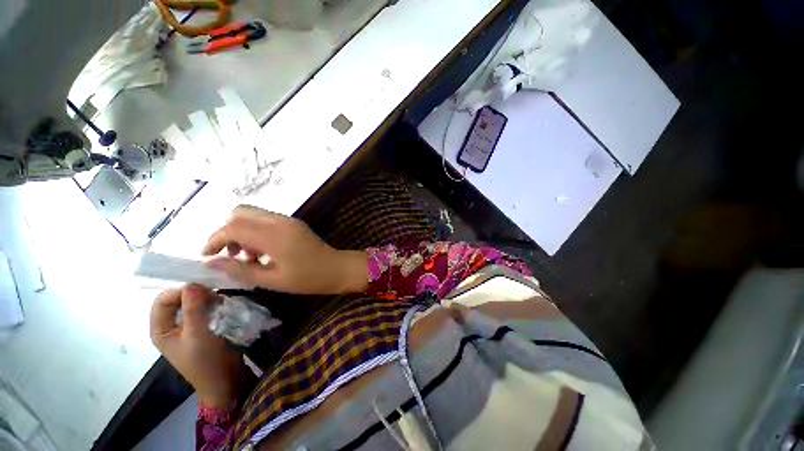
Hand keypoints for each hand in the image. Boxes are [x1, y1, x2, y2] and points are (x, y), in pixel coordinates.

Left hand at [150, 284, 249, 408]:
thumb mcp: (197, 335)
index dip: (181, 291)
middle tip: (216, 294)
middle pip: (180, 299)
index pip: (164, 300)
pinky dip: (216, 304)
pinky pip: (208, 308)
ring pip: (196, 302)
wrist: (225, 380)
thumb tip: (193, 283)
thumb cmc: (205, 361)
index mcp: (161, 329)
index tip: (204, 289)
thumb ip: (193, 309)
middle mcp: (173, 325)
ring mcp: (190, 325)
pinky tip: (226, 305)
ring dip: (209, 298)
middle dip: (197, 294)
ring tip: (223, 301)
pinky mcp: (206, 325)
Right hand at [201, 206, 367, 294]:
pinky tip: (262, 252)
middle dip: (227, 231)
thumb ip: (240, 270)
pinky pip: (266, 219)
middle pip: (240, 212)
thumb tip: (210, 263)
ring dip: (242, 231)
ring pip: (253, 214)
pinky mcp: (293, 223)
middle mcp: (279, 221)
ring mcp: (288, 220)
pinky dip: (256, 231)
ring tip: (247, 257)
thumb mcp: (272, 280)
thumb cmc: (308, 278)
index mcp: (273, 234)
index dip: (214, 239)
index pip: (233, 226)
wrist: (337, 268)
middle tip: (230, 255)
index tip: (207, 257)